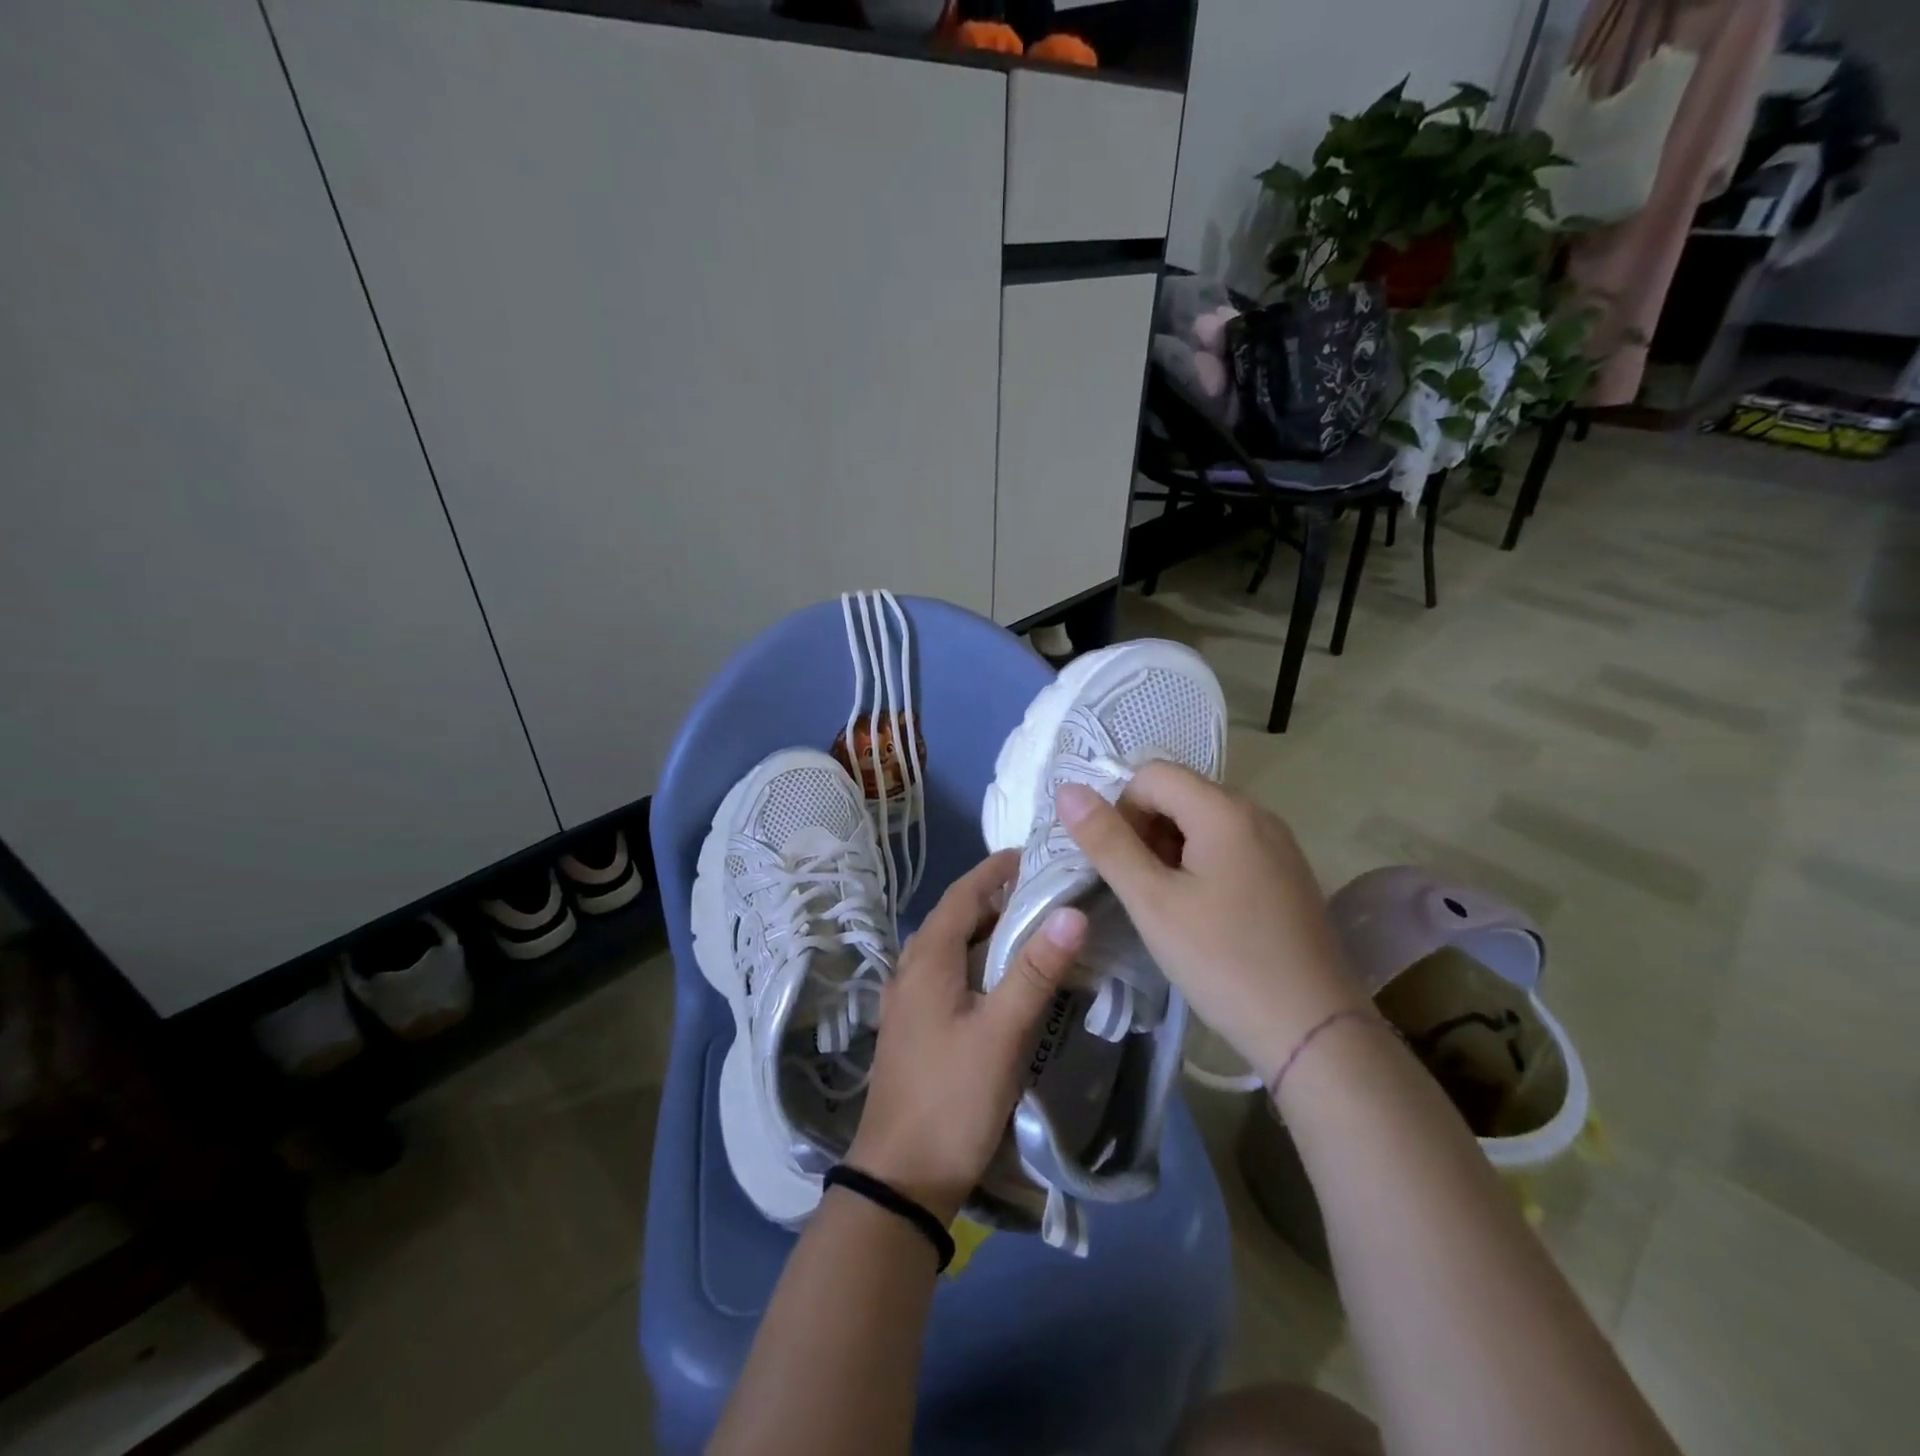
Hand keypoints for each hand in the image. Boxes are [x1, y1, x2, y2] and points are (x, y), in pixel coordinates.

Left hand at [846, 850, 1086, 1224]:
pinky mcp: (916, 1028)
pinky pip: (949, 976)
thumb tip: (1072, 912)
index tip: (1035, 855)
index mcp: (927, 959)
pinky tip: (1005, 981)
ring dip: (988, 932)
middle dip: (998, 898)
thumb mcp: (1001, 1033)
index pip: (963, 893)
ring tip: (1034, 929)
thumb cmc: (951, 1098)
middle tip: (1048, 893)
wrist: (901, 1178)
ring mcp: (909, 1001)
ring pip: (952, 948)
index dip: (996, 869)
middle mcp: (911, 970)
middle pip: (956, 917)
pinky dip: (979, 963)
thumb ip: (1035, 971)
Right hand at [1057, 763, 1365, 1082]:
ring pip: (1202, 821)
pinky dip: (1201, 864)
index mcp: (1224, 810)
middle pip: (1179, 793)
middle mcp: (1256, 812)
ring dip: (1170, 849)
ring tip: (1169, 905)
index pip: (1151, 774)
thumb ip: (1107, 842)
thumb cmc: (1222, 961)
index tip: (1122, 864)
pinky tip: (1202, 913)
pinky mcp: (1286, 872)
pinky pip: (1229, 845)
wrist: (1313, 1030)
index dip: (1122, 810)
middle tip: (1143, 889)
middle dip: (1146, 830)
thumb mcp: (1152, 902)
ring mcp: (1277, 843)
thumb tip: (1067, 790)